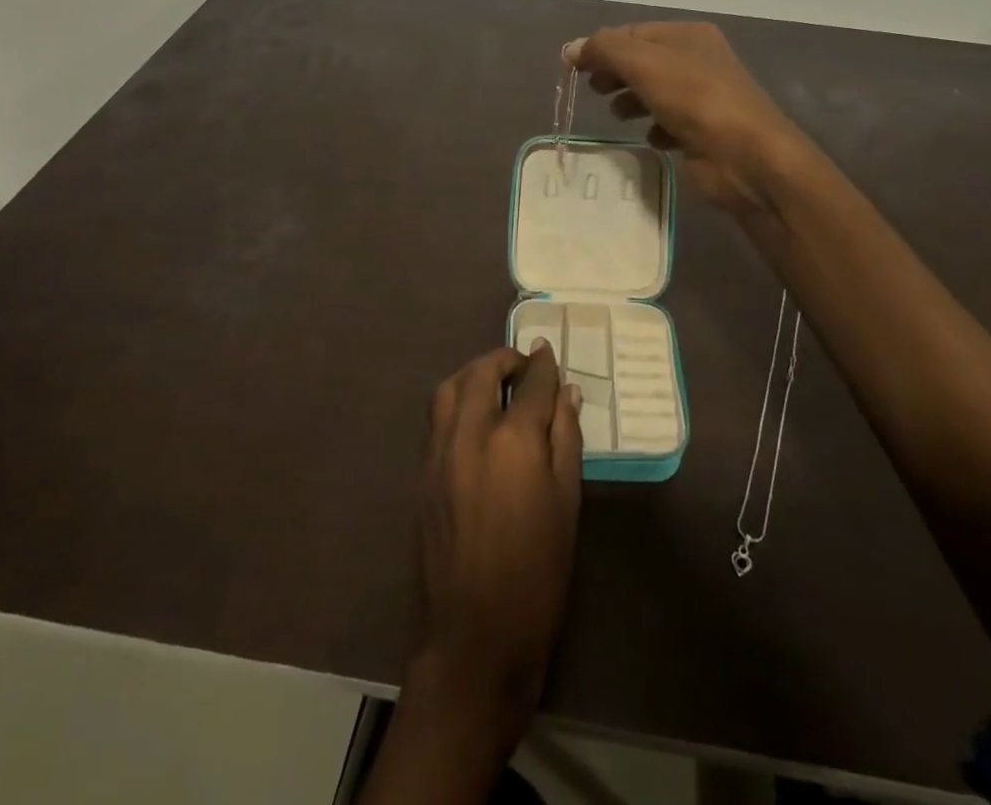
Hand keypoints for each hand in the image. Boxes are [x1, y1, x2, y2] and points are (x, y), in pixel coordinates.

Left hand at [411, 342, 583, 729]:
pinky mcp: (423, 473)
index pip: (531, 385)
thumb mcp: (567, 503)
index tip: (548, 354)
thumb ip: (566, 439)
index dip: (543, 366)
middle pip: (482, 373)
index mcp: (513, 441)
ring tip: (495, 382)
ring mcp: (439, 452)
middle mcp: (470, 435)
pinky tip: (474, 417)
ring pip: (449, 388)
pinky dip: (455, 400)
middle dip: (504, 360)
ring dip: (473, 374)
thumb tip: (567, 393)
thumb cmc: (537, 573)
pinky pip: (436, 417)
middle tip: (523, 365)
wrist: (475, 636)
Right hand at [566, 22, 815, 217]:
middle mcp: (698, 61)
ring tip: (618, 115)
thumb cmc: (695, 99)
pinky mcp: (703, 132)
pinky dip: (655, 129)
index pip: (633, 32)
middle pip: (643, 62)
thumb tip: (571, 48)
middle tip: (593, 89)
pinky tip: (652, 138)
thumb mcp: (644, 64)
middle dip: (615, 74)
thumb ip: (605, 51)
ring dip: (632, 101)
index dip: (601, 47)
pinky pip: (669, 124)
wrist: (746, 157)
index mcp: (688, 36)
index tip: (572, 68)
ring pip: (655, 93)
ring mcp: (703, 98)